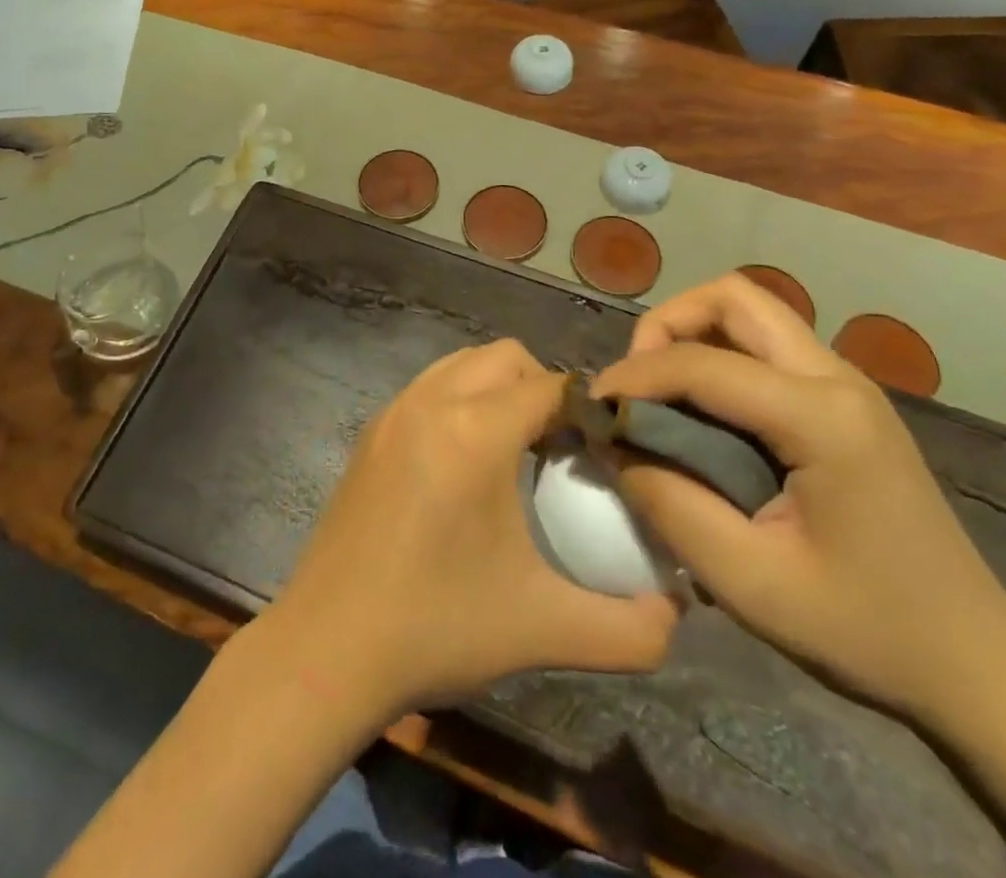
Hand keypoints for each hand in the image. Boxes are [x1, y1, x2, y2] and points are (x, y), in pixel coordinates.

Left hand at [267, 339, 678, 718]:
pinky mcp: (371, 432)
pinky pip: (429, 386)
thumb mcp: (545, 629)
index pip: (551, 383)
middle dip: (542, 387)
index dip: (586, 409)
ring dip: (497, 388)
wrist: (329, 648)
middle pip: (505, 357)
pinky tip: (463, 465)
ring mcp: (394, 411)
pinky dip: (458, 400)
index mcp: (476, 431)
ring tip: (514, 451)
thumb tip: (676, 613)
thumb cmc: (438, 627)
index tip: (602, 451)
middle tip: (560, 449)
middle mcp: (432, 401)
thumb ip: (630, 628)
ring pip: (462, 363)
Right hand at [595, 275, 1005, 719]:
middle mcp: (837, 379)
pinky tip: (702, 414)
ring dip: (692, 334)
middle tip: (636, 383)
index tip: (593, 408)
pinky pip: (766, 346)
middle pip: (733, 297)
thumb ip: (669, 505)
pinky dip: (718, 356)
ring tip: (660, 394)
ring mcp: (847, 385)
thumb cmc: (867, 632)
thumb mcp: (750, 583)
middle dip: (667, 324)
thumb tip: (614, 446)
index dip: (634, 376)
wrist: (977, 668)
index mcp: (822, 417)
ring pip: (750, 312)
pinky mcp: (845, 401)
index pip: (701, 362)